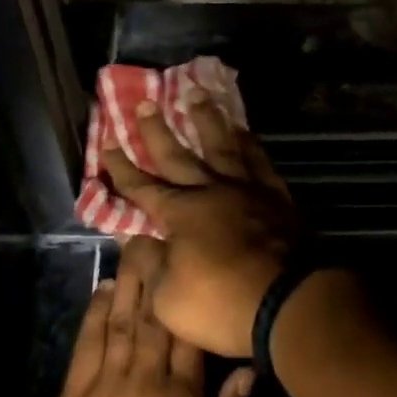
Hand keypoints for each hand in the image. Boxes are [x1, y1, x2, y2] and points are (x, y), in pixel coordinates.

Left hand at [33, 239, 255, 396]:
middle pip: (151, 315)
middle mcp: (144, 382)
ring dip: (125, 281)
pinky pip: (85, 347)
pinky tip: (100, 290)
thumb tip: (249, 368)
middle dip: (153, 271)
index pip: (187, 330)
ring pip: (118, 321)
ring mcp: (104, 388)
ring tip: (130, 246)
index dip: (185, 288)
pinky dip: (93, 315)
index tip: (184, 253)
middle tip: (153, 231)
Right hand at [100, 98, 300, 356]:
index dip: (122, 169)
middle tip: (144, 102)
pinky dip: (249, 143)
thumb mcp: (169, 298)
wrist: (290, 300)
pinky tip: (243, 131)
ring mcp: (246, 189)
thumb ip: (150, 264)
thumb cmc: (223, 302)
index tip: (106, 144)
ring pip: (221, 146)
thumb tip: (134, 240)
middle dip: (157, 131)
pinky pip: (258, 160)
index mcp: (181, 213)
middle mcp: (210, 191)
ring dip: (207, 120)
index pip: (143, 187)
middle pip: (178, 156)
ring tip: (197, 94)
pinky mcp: (275, 197)